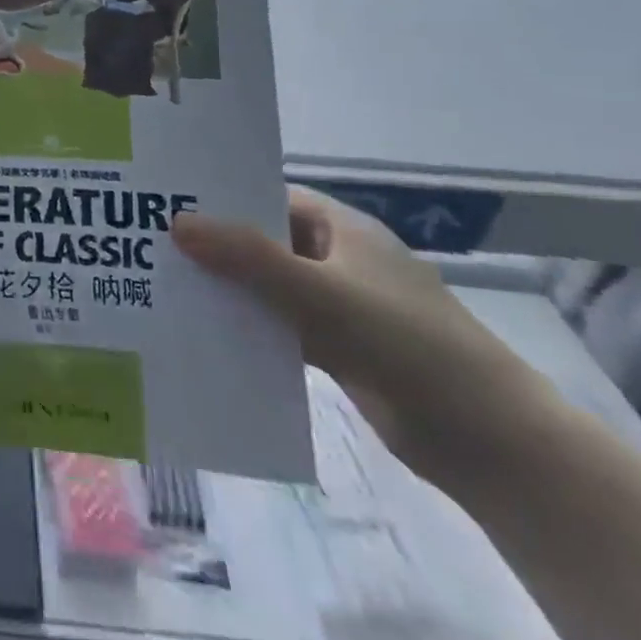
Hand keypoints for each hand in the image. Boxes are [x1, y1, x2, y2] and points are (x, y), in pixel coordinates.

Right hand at [171, 187, 554, 480]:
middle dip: (214, 245)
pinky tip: (203, 333)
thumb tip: (176, 222)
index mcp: (339, 227)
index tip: (166, 201)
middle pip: (262, 240)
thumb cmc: (406, 342)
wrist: (491, 443)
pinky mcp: (339, 349)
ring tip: (163, 286)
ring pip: (268, 286)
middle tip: (149, 244)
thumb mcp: (320, 292)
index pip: (266, 196)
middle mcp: (336, 258)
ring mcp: (338, 305)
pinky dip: (249, 328)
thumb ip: (248, 257)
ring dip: (228, 289)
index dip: (219, 196)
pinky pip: (280, 327)